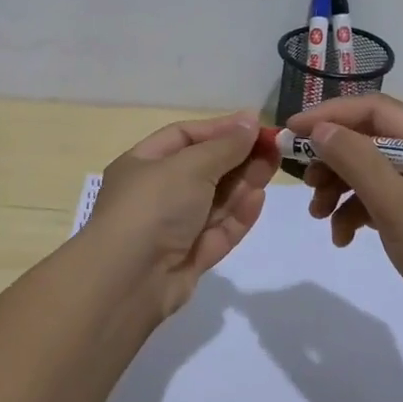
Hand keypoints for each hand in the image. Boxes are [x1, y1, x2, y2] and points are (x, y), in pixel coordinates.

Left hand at [85, 112, 275, 316]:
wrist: (128, 281)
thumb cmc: (153, 206)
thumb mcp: (189, 166)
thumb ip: (225, 146)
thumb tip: (250, 121)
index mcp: (143, 163)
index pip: (185, 137)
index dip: (220, 129)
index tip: (255, 125)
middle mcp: (156, 193)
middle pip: (204, 169)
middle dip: (238, 157)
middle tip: (274, 148)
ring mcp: (173, 228)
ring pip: (215, 200)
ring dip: (243, 183)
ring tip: (273, 167)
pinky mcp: (190, 257)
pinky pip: (219, 230)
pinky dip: (238, 214)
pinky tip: (259, 198)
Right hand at [288, 95, 402, 352]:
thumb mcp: (397, 204)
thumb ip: (356, 160)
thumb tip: (319, 129)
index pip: (373, 109)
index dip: (330, 115)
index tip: (292, 132)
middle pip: (368, 139)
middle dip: (332, 158)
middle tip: (306, 183)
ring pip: (369, 171)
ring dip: (339, 188)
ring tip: (318, 216)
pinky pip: (379, 201)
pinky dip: (355, 213)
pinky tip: (342, 237)